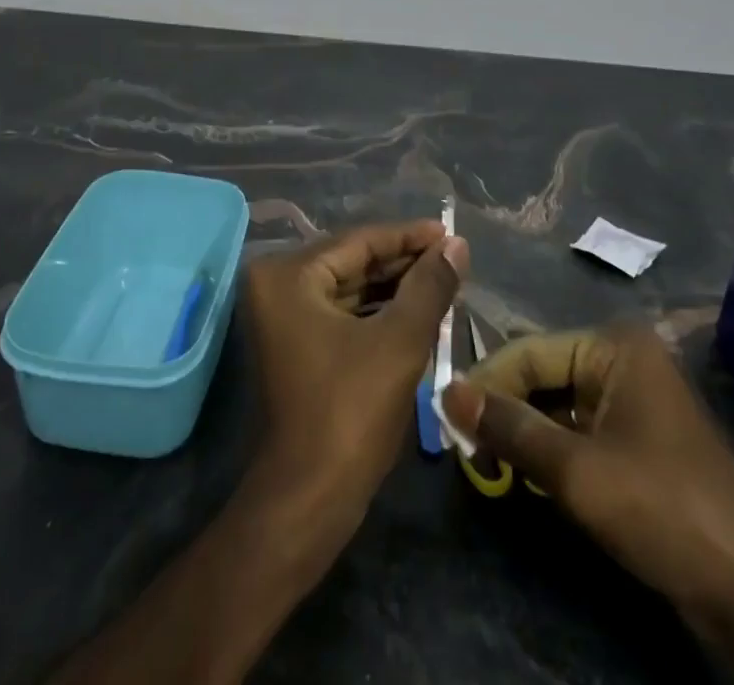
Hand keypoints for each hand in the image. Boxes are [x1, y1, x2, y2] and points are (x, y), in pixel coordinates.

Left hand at [243, 221, 467, 530]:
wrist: (308, 500)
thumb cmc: (350, 412)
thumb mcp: (399, 342)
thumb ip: (429, 286)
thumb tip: (457, 244)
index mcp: (288, 274)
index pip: (359, 241)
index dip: (409, 237)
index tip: (450, 233)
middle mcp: (276, 285)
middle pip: (352, 261)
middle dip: (403, 262)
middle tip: (452, 258)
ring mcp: (281, 316)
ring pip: (348, 287)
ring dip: (393, 286)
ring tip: (442, 281)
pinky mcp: (294, 343)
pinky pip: (341, 312)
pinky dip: (377, 311)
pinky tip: (415, 309)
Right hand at [441, 322, 733, 669]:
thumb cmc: (664, 509)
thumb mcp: (578, 472)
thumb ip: (510, 428)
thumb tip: (447, 391)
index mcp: (614, 347)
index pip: (530, 352)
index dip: (486, 382)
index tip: (445, 414)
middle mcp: (622, 361)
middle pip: (543, 375)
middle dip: (504, 409)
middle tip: (461, 443)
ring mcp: (633, 401)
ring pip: (558, 406)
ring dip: (523, 433)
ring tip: (483, 461)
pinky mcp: (637, 441)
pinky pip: (578, 432)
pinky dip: (550, 452)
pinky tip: (522, 475)